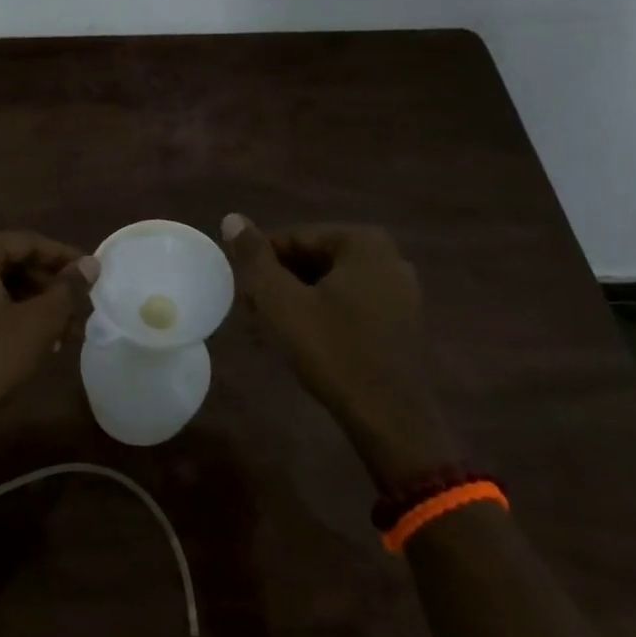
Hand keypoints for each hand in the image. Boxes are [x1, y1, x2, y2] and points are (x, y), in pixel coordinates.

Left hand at [0, 231, 96, 449]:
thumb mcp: (37, 324)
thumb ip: (67, 290)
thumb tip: (90, 263)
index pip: (30, 242)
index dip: (66, 258)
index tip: (94, 276)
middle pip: (11, 264)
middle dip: (49, 287)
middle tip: (80, 310)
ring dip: (31, 306)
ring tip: (63, 333)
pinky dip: (6, 318)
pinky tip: (30, 344)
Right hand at [221, 216, 457, 472]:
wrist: (391, 418)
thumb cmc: (332, 350)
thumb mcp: (280, 301)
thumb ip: (254, 257)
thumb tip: (232, 217)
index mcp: (362, 241)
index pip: (293, 238)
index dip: (260, 263)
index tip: (241, 293)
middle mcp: (388, 256)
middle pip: (313, 259)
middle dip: (279, 283)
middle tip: (252, 313)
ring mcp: (400, 290)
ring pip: (330, 284)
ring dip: (297, 300)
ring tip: (270, 330)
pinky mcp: (402, 321)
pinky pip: (351, 304)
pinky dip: (323, 314)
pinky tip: (302, 341)